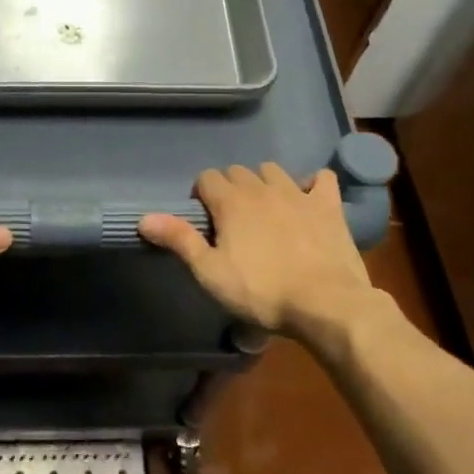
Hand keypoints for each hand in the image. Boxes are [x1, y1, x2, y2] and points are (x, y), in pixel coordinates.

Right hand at [139, 165, 388, 337]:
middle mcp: (262, 188)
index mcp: (231, 202)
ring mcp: (298, 193)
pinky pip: (322, 179)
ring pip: (274, 170)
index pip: (207, 177)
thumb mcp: (211, 272)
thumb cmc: (262, 291)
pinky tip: (309, 198)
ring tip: (265, 207)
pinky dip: (313, 184)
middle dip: (230, 187)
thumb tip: (144, 218)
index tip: (204, 219)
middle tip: (231, 218)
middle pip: (238, 171)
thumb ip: (180, 240)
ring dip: (264, 182)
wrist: (326, 303)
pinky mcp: (329, 206)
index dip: (201, 194)